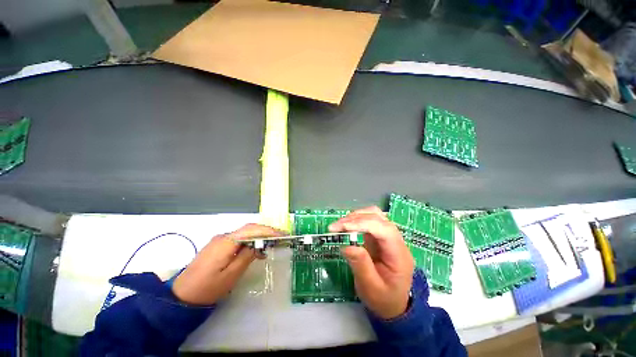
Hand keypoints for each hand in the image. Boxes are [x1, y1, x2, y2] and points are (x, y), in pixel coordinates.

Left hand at [172, 223, 283, 304]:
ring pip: (244, 233)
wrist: (181, 296)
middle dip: (266, 231)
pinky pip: (238, 239)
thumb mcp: (231, 274)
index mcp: (227, 242)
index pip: (252, 229)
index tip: (282, 234)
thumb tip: (259, 245)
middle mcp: (223, 236)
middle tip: (280, 238)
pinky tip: (255, 251)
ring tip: (271, 245)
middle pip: (249, 228)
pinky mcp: (218, 246)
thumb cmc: (208, 288)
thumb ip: (247, 256)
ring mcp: (220, 240)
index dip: (268, 230)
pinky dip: (250, 242)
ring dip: (258, 237)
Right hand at [329, 207, 413, 319]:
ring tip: (339, 225)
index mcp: (399, 254)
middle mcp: (396, 240)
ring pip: (374, 215)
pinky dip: (356, 220)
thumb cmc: (383, 299)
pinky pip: (369, 220)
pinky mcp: (380, 236)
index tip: (343, 227)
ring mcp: (388, 236)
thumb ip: (360, 265)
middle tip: (335, 227)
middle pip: (378, 218)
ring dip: (355, 217)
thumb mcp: (371, 288)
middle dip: (355, 219)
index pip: (383, 230)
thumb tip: (346, 245)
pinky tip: (347, 226)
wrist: (393, 304)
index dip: (363, 224)